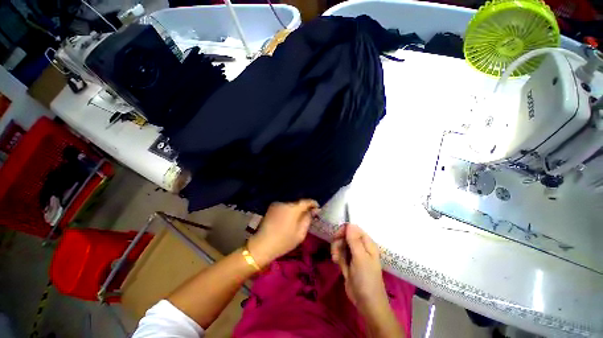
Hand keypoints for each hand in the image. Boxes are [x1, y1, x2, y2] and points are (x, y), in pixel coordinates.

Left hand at [247, 199, 318, 267]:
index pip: (307, 201)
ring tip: (300, 213)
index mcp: (293, 208)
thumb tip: (313, 210)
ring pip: (291, 202)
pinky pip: (284, 204)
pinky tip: (290, 214)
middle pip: (299, 200)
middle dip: (305, 205)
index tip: (317, 208)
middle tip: (310, 211)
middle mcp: (285, 202)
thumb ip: (308, 219)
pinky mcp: (272, 206)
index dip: (313, 203)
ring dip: (297, 206)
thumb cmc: (284, 241)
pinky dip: (289, 207)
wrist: (262, 245)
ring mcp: (277, 203)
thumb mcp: (300, 233)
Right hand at [331, 224, 388, 315]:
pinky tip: (338, 264)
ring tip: (336, 260)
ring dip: (336, 251)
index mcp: (367, 243)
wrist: (366, 303)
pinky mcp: (348, 261)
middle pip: (345, 235)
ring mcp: (354, 254)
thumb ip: (354, 240)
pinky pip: (339, 253)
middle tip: (336, 252)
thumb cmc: (366, 279)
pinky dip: (337, 257)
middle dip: (338, 242)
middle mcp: (360, 246)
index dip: (344, 231)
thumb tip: (350, 223)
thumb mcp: (360, 258)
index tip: (336, 237)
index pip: (353, 228)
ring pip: (340, 244)